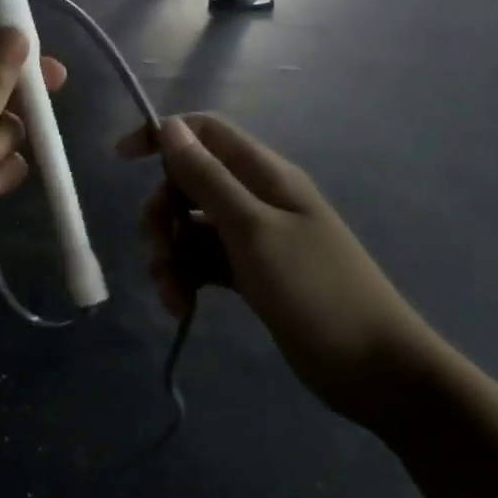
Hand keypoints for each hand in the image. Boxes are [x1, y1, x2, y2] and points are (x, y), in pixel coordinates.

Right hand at [118, 115, 436, 426]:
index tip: (121, 159)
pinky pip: (203, 261)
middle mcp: (256, 198)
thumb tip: (170, 126)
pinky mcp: (251, 273)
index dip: (161, 137)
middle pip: (188, 184)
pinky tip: (182, 309)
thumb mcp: (253, 230)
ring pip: (190, 227)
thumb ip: (208, 178)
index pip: (204, 133)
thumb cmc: (317, 292)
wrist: (376, 370)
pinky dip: (187, 279)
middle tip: (158, 256)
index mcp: (264, 175)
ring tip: (172, 297)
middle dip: (161, 216)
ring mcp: (254, 238)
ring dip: (170, 256)